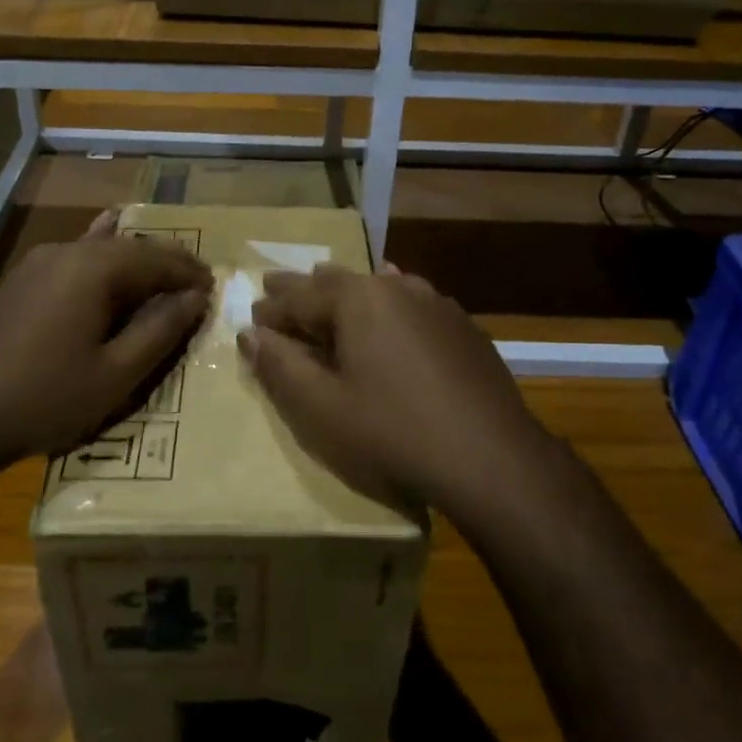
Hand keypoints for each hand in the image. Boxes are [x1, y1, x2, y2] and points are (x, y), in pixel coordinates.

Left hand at [0, 211, 212, 470]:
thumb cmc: (45, 398)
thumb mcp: (116, 374)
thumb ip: (160, 330)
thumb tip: (195, 298)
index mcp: (92, 269)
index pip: (156, 259)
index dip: (189, 273)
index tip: (214, 288)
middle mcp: (65, 253)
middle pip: (129, 248)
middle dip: (165, 264)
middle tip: (195, 284)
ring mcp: (36, 263)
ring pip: (100, 251)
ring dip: (135, 263)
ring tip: (162, 275)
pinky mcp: (19, 280)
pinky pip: (73, 259)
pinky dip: (100, 255)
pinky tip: (106, 232)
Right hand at [238, 263, 551, 514]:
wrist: (491, 457)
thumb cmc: (392, 433)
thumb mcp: (321, 408)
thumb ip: (280, 366)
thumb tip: (250, 334)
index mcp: (357, 299)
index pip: (298, 296)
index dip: (271, 310)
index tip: (252, 319)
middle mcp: (396, 287)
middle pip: (337, 283)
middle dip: (304, 290)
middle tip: (277, 288)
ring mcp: (435, 303)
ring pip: (378, 287)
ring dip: (347, 292)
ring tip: (327, 286)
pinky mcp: (462, 326)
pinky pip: (412, 302)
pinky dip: (388, 303)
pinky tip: (393, 299)